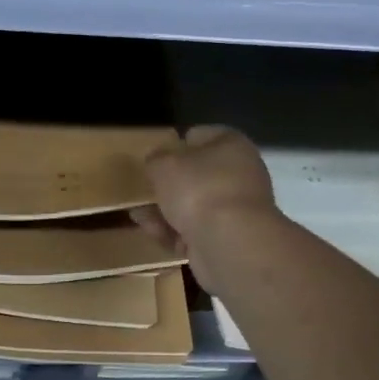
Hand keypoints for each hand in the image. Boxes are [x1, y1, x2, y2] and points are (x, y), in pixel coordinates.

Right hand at [131, 125, 277, 295]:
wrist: (229, 243)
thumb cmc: (199, 190)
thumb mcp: (164, 164)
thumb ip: (156, 159)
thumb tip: (157, 162)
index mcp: (232, 146)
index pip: (201, 135)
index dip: (177, 143)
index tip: (155, 157)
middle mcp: (240, 174)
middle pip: (198, 175)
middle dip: (169, 184)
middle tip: (144, 189)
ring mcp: (236, 210)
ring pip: (194, 206)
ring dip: (166, 211)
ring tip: (138, 214)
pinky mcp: (229, 240)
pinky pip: (195, 231)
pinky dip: (174, 233)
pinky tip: (152, 233)